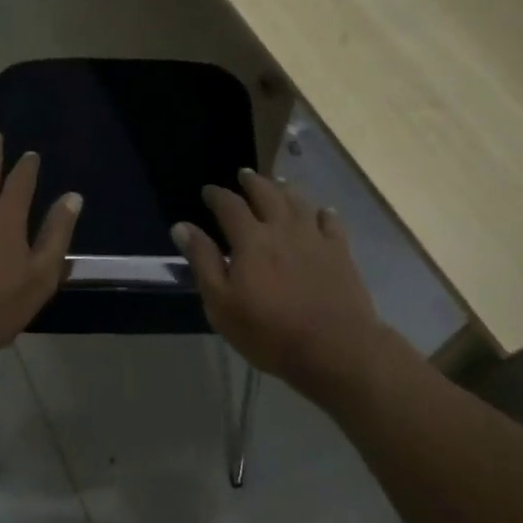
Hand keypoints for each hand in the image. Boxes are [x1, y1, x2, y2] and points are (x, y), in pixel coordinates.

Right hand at [173, 169, 387, 394]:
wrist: (336, 348)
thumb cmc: (270, 332)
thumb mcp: (222, 304)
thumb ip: (203, 261)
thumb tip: (182, 226)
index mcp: (251, 240)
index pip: (229, 206)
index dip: (217, 195)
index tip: (208, 190)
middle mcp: (282, 228)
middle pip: (267, 193)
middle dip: (252, 182)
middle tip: (244, 174)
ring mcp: (315, 237)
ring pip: (299, 201)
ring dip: (285, 188)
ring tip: (278, 183)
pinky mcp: (341, 252)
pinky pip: (331, 221)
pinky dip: (323, 212)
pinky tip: (322, 211)